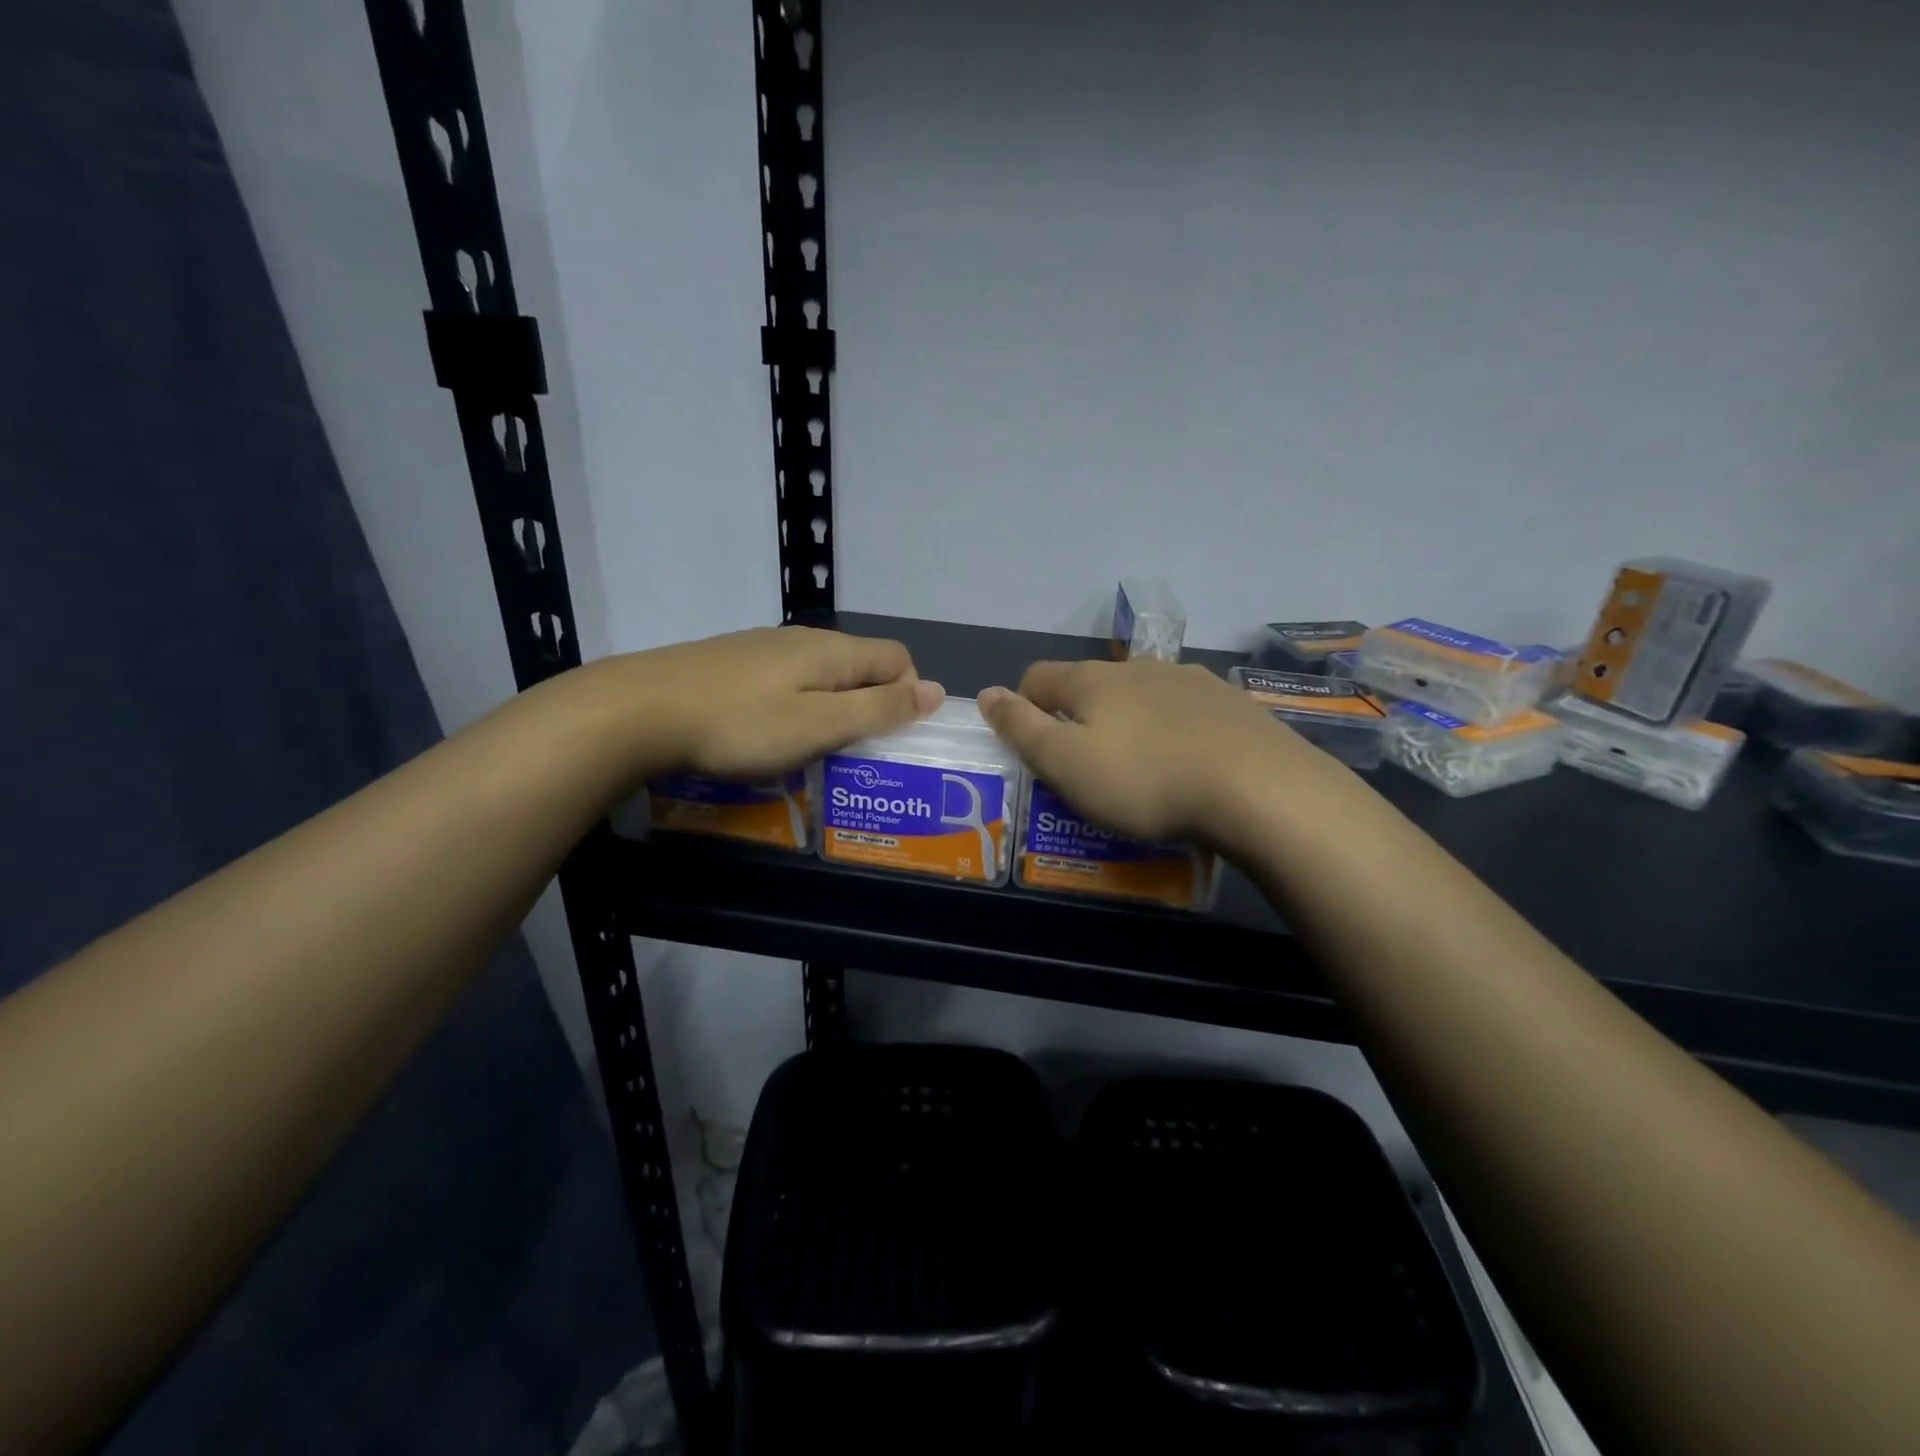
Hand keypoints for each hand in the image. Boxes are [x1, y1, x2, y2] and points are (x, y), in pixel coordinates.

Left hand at [613, 626, 943, 781]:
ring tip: (812, 751)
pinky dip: (795, 707)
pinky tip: (766, 736)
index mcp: (832, 651)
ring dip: (832, 709)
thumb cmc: (739, 725)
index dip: (909, 695)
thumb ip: (878, 709)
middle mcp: (802, 639)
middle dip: (871, 706)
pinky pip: (785, 682)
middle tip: (854, 753)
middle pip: (860, 666)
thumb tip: (936, 692)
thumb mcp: (819, 725)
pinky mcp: (731, 664)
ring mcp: (763, 649)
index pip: (898, 658)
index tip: (889, 738)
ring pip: (821, 675)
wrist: (637, 711)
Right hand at [978, 658, 1329, 844]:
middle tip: (1081, 768)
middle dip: (1075, 719)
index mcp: (1093, 680)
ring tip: (1137, 771)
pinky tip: (1185, 766)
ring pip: (1139, 697)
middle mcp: (1138, 668)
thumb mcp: (1066, 763)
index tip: (1028, 745)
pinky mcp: (1231, 704)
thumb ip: (1021, 728)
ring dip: (1125, 724)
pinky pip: (1183, 713)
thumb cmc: (1145, 779)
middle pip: (1089, 686)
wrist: (1260, 788)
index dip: (1020, 706)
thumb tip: (986, 693)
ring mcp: (1190, 681)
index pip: (1038, 677)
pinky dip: (1170, 733)